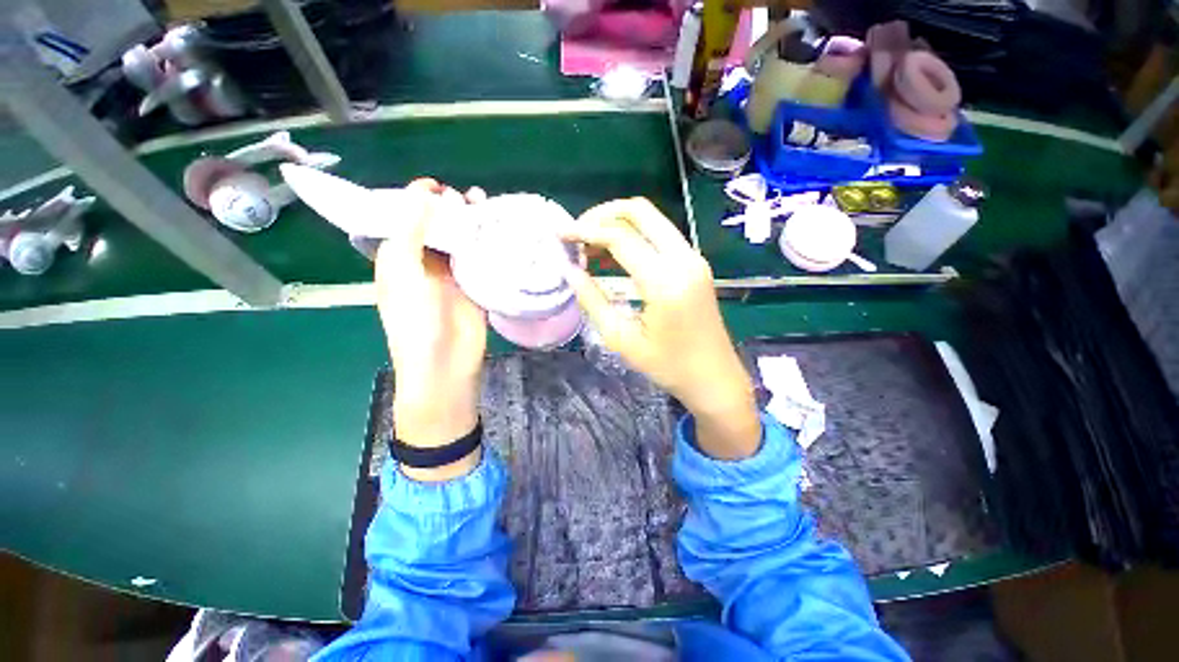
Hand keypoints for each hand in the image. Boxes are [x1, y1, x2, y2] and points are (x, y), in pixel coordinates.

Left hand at [374, 179, 487, 480]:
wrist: (445, 366)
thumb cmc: (416, 322)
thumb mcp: (404, 274)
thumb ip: (410, 234)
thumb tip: (421, 194)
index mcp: (398, 259)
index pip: (405, 220)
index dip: (416, 200)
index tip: (436, 185)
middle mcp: (425, 264)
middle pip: (437, 229)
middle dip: (449, 210)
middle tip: (467, 198)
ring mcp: (453, 277)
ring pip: (462, 243)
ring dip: (471, 225)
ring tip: (485, 208)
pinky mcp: (476, 288)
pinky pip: (481, 261)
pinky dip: (488, 246)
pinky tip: (499, 233)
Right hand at [560, 198, 760, 459]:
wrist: (715, 378)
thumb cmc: (668, 366)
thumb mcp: (622, 340)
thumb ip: (593, 301)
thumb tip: (569, 270)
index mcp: (665, 281)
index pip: (620, 237)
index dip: (584, 230)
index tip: (559, 233)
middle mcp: (684, 259)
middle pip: (639, 211)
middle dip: (602, 214)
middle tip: (576, 233)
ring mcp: (693, 258)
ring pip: (652, 219)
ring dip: (618, 224)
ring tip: (589, 246)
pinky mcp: (695, 264)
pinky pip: (661, 235)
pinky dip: (634, 236)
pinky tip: (614, 255)